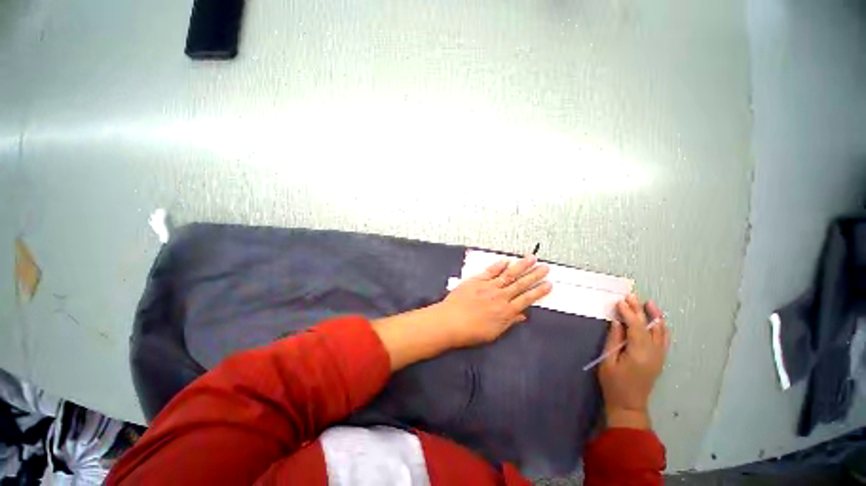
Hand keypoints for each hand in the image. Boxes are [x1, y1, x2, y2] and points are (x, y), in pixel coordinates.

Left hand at [371, 255, 550, 370]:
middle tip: (546, 267)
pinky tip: (506, 261)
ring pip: (508, 274)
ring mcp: (488, 286)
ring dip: (521, 266)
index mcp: (505, 311)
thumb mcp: (493, 333)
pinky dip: (499, 265)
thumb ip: (509, 322)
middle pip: (520, 284)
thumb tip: (522, 315)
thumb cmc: (471, 332)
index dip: (538, 291)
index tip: (548, 284)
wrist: (449, 322)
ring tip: (532, 258)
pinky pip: (490, 271)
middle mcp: (500, 297)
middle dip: (534, 275)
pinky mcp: (476, 280)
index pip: (526, 299)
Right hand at [599, 295, 669, 428]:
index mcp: (639, 354)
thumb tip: (616, 322)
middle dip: (640, 310)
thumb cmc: (614, 383)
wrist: (629, 405)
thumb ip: (613, 340)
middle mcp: (653, 354)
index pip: (636, 328)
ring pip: (661, 332)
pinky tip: (657, 321)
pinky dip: (661, 328)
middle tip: (631, 296)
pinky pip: (664, 340)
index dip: (628, 313)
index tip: (620, 301)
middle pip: (649, 327)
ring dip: (655, 317)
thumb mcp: (608, 361)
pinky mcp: (659, 360)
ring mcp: (659, 357)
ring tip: (649, 303)